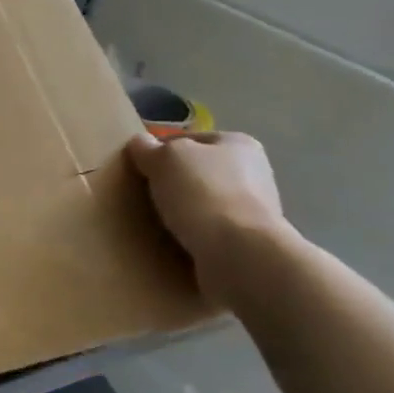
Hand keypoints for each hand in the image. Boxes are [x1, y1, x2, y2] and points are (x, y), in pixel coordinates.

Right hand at [126, 130, 289, 305]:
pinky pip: (210, 231)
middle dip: (173, 183)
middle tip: (144, 196)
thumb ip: (148, 148)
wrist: (239, 253)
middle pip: (198, 172)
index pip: (189, 140)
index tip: (139, 169)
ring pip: (204, 202)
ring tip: (156, 223)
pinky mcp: (248, 241)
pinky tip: (176, 242)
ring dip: (183, 211)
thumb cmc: (203, 193)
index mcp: (239, 143)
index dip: (160, 150)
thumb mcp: (165, 159)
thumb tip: (139, 143)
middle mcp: (253, 172)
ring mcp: (254, 209)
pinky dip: (193, 235)